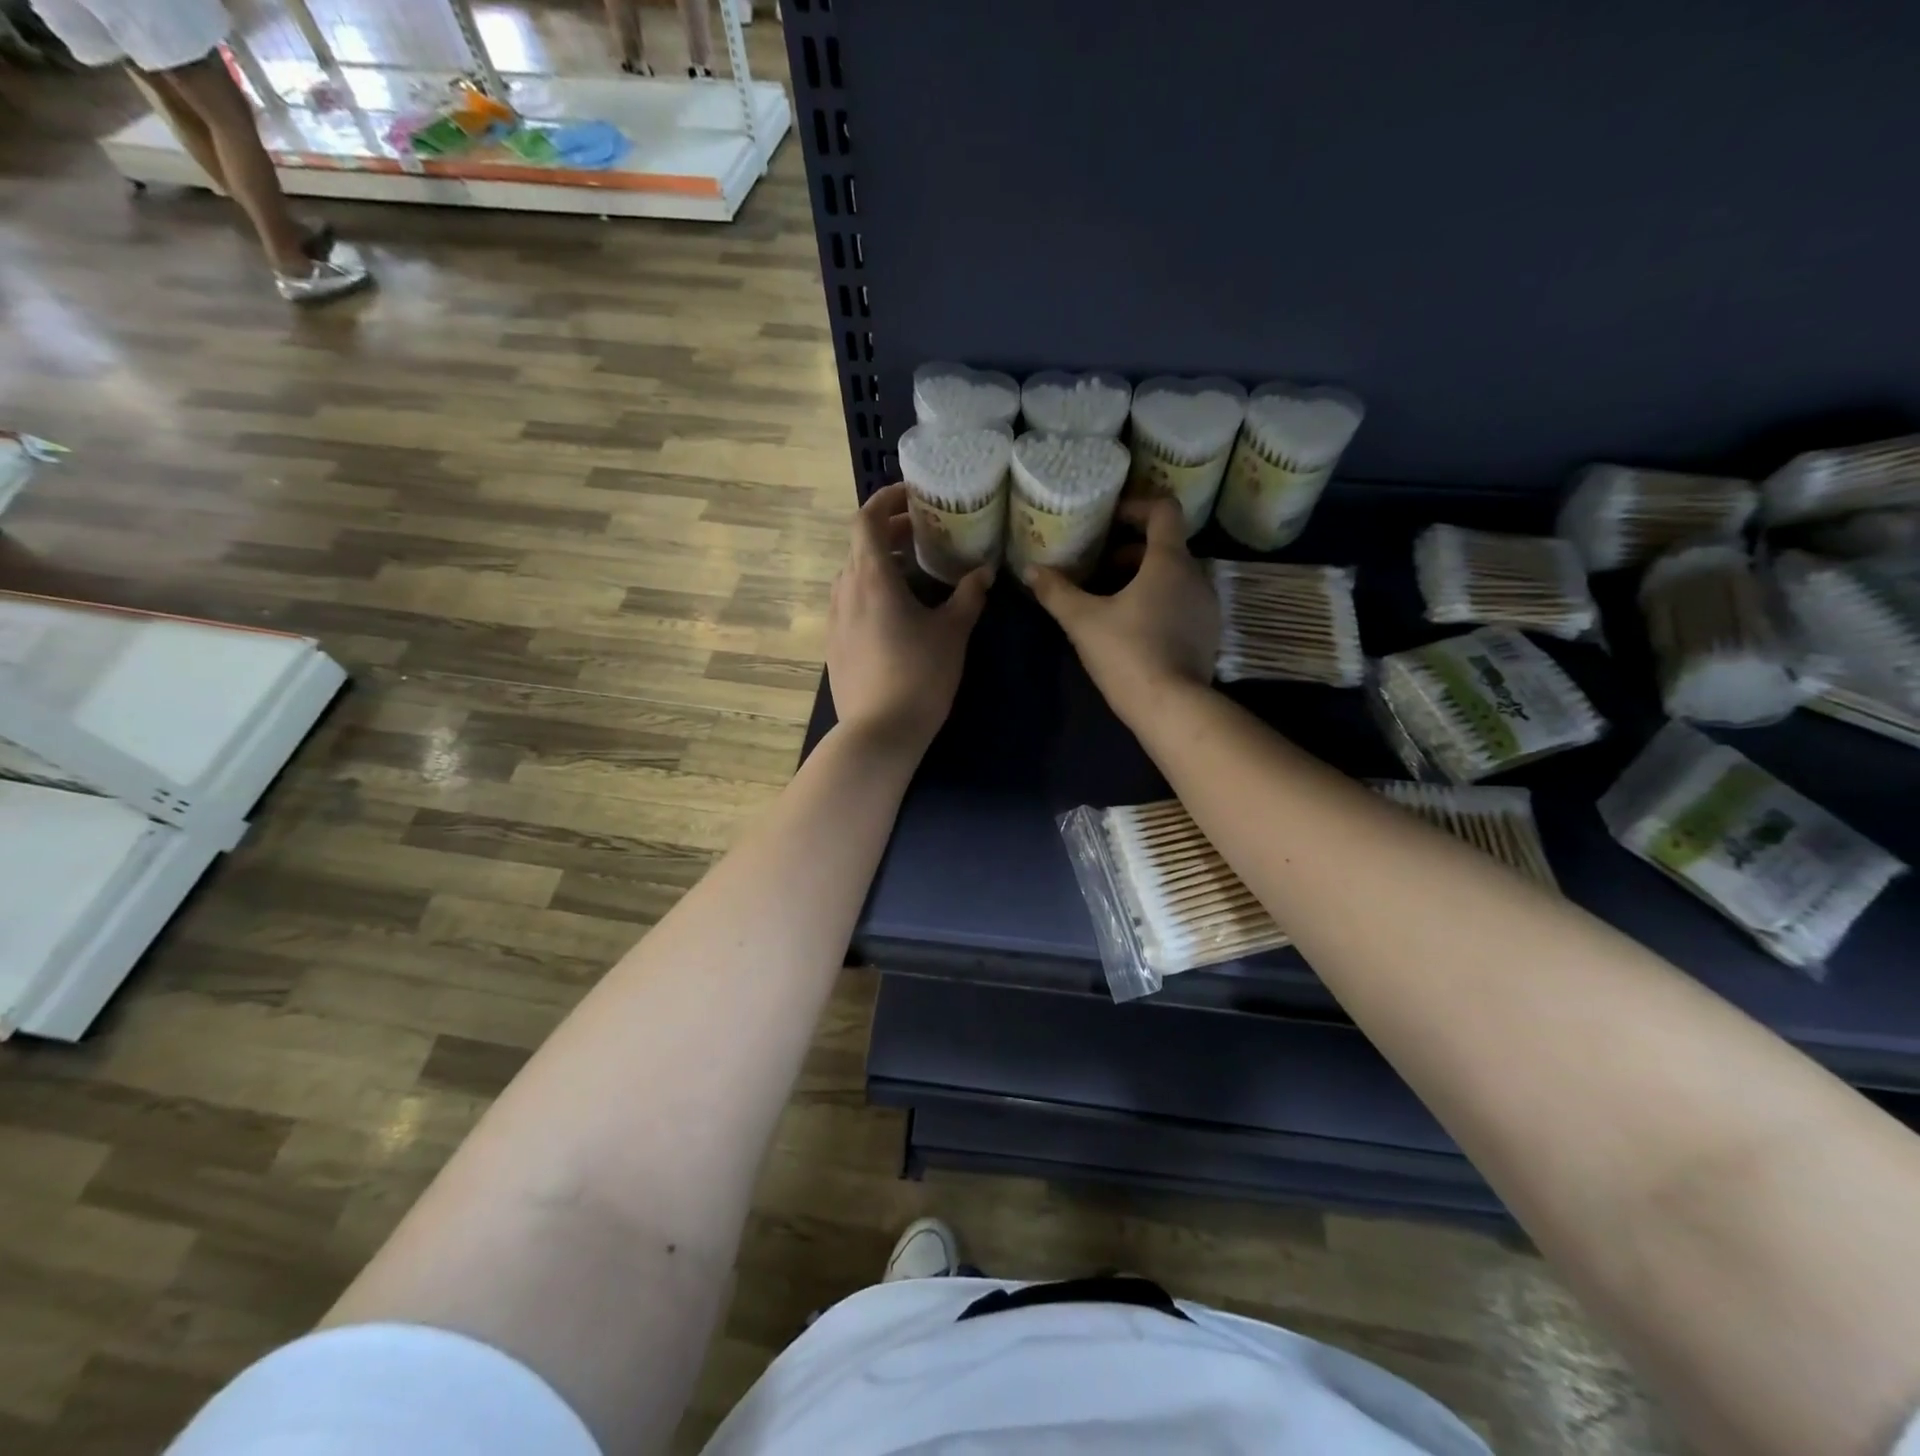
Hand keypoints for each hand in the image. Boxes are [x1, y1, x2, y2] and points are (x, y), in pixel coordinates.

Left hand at [827, 483, 991, 752]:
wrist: (879, 732)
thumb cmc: (920, 675)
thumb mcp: (952, 632)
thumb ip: (969, 596)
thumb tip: (984, 572)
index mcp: (872, 577)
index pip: (867, 519)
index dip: (886, 500)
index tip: (912, 496)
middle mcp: (845, 591)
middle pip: (861, 546)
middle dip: (891, 533)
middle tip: (924, 534)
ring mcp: (835, 620)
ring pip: (854, 576)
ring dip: (881, 564)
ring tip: (914, 573)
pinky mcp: (834, 646)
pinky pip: (850, 604)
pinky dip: (871, 592)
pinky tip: (896, 614)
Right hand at [1027, 497, 1218, 717]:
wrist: (1172, 707)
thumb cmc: (1127, 653)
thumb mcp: (1082, 621)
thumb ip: (1056, 592)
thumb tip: (1031, 570)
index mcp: (1170, 561)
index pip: (1164, 510)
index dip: (1137, 506)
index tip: (1111, 520)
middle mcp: (1196, 576)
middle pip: (1166, 546)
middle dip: (1130, 552)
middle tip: (1097, 570)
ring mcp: (1206, 606)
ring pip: (1174, 577)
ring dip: (1144, 579)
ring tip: (1110, 601)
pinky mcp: (1208, 634)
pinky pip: (1182, 602)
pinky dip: (1159, 602)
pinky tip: (1132, 628)